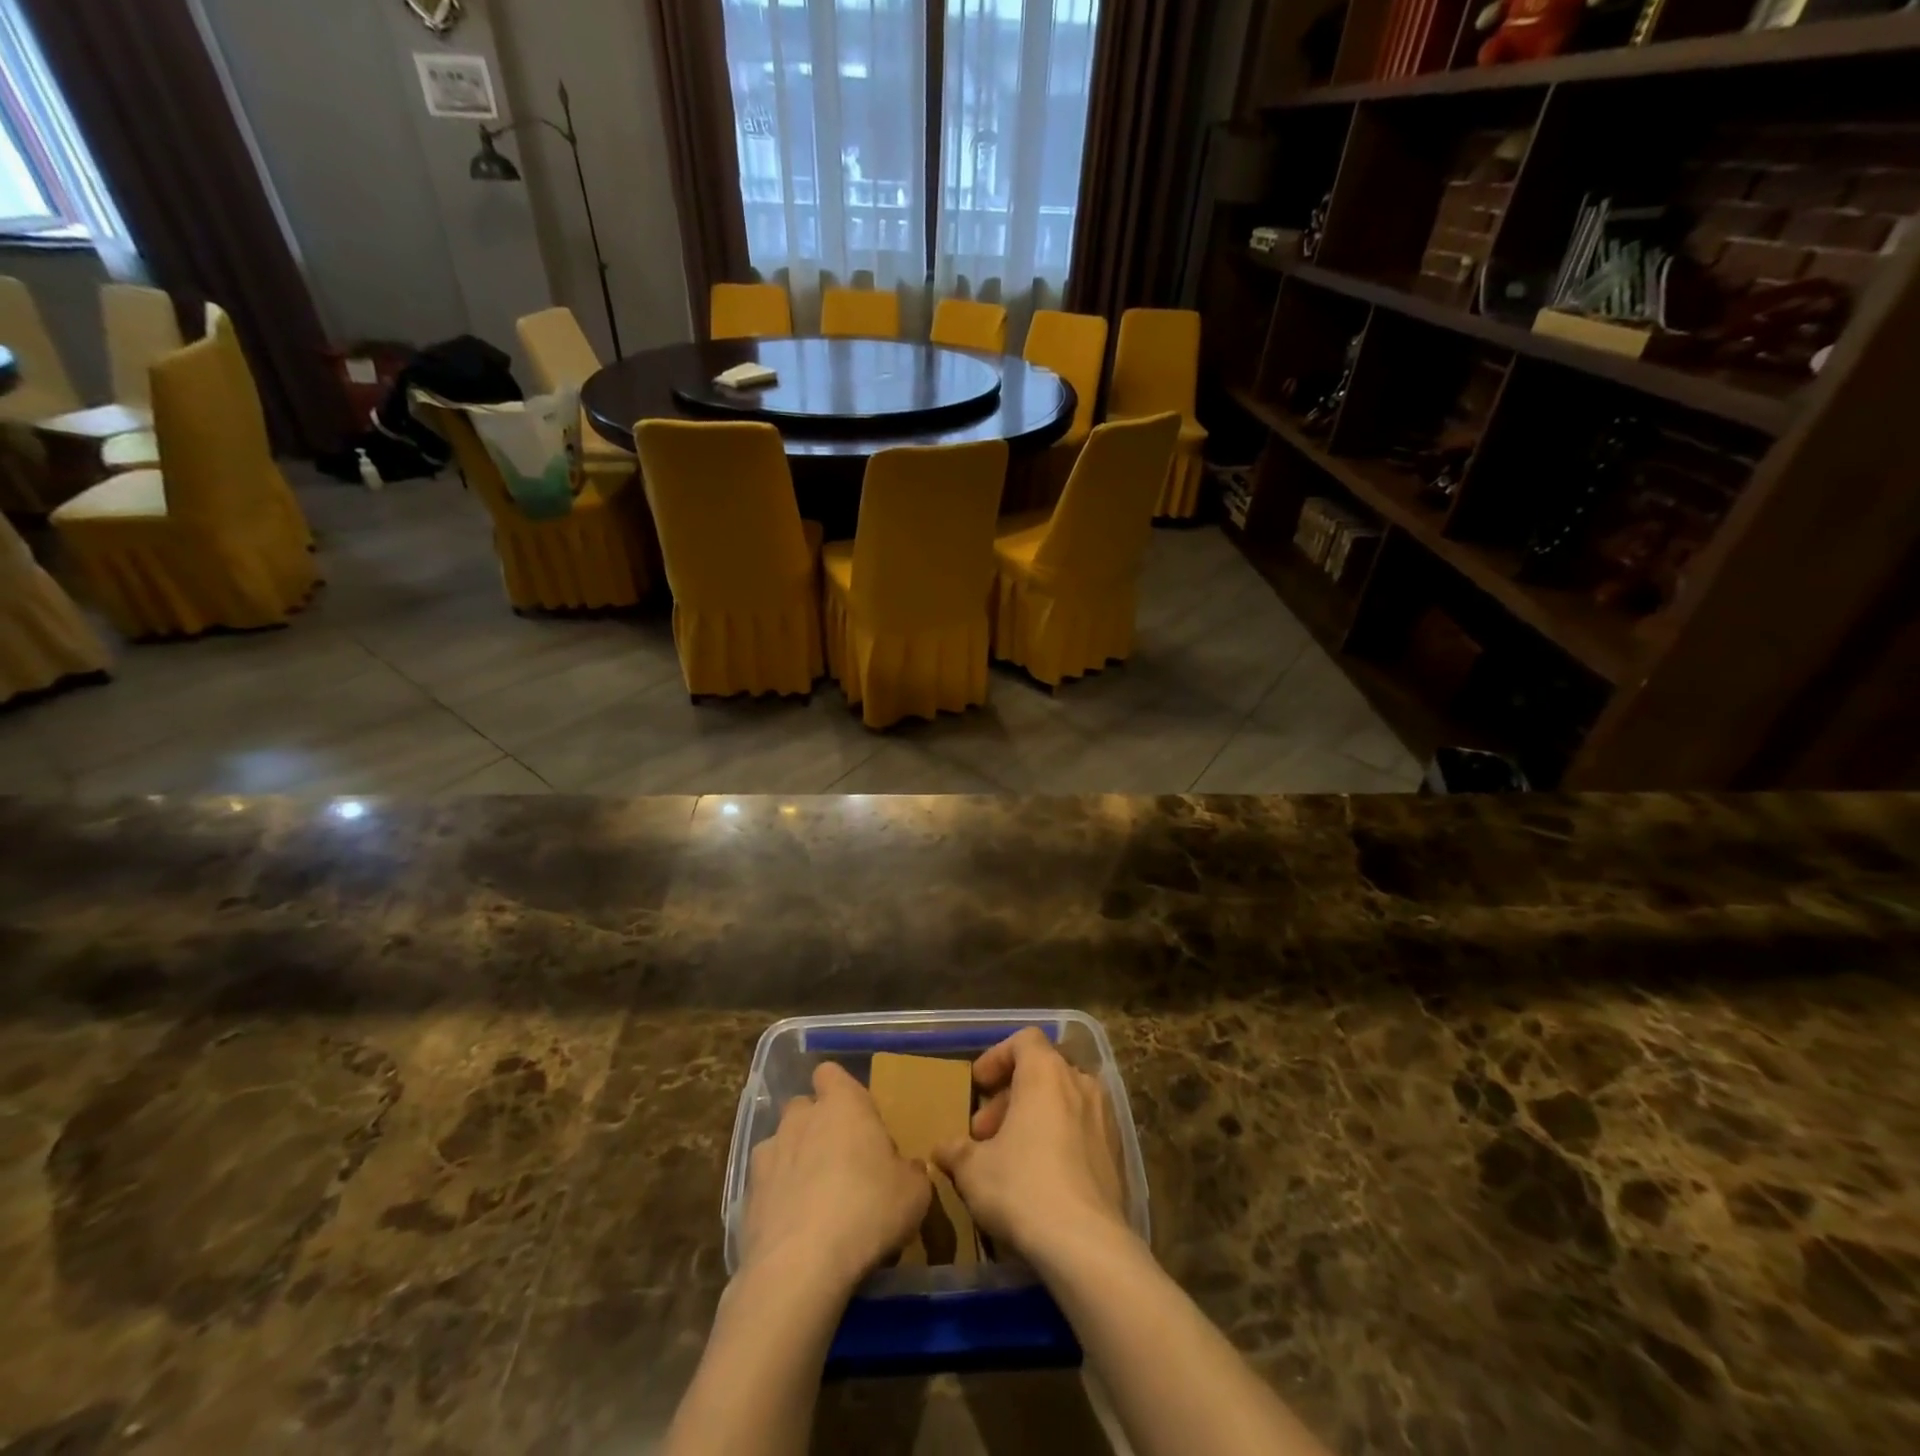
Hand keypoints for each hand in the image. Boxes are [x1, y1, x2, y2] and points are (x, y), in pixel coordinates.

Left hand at [742, 1061, 931, 1294]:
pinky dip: (777, 1197)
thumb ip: (910, 1172)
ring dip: (794, 1160)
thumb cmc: (867, 1211)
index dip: (840, 1090)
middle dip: (817, 1126)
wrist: (800, 1267)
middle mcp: (801, 1117)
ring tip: (813, 1199)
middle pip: (804, 1107)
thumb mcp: (914, 1193)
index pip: (831, 1073)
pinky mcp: (747, 1193)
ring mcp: (769, 1153)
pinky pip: (766, 1184)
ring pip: (781, 1143)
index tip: (857, 1118)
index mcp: (843, 1103)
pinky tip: (793, 1227)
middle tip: (841, 1161)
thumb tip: (906, 1169)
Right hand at [933, 1029, 1129, 1265]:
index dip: (997, 1057)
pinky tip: (1042, 1178)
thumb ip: (956, 1151)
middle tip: (985, 1133)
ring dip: (1034, 1118)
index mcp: (1045, 1072)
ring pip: (1063, 1100)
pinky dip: (1059, 1139)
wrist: (1087, 1244)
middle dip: (1010, 1096)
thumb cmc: (1023, 1187)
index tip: (978, 1087)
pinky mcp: (1117, 1152)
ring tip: (1010, 1156)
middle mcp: (1079, 1083)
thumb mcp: (973, 1169)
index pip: (1024, 1040)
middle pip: (1042, 1071)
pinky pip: (1082, 1129)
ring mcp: (1104, 1117)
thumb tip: (943, 1148)